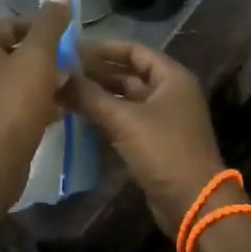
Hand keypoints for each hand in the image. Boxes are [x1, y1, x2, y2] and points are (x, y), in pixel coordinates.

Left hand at [0, 0, 72, 193]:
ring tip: (64, 88)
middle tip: (68, 64)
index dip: (39, 25)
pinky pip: (7, 103)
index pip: (9, 23)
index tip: (64, 37)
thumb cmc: (15, 104)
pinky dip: (29, 102)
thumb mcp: (38, 57)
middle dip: (41, 55)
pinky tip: (52, 111)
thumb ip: (50, 24)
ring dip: (37, 80)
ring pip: (10, 79)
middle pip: (9, 51)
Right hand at [62, 40, 226, 235]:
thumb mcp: (124, 120)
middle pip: (129, 74)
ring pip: (126, 99)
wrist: (194, 203)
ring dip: (98, 96)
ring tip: (63, 92)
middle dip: (97, 73)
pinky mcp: (155, 142)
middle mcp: (170, 92)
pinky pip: (127, 121)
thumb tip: (56, 75)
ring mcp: (164, 118)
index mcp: (171, 77)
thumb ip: (89, 96)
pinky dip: (106, 117)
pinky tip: (78, 118)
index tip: (72, 48)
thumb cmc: (164, 151)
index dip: (104, 48)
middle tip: (61, 72)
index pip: (134, 50)